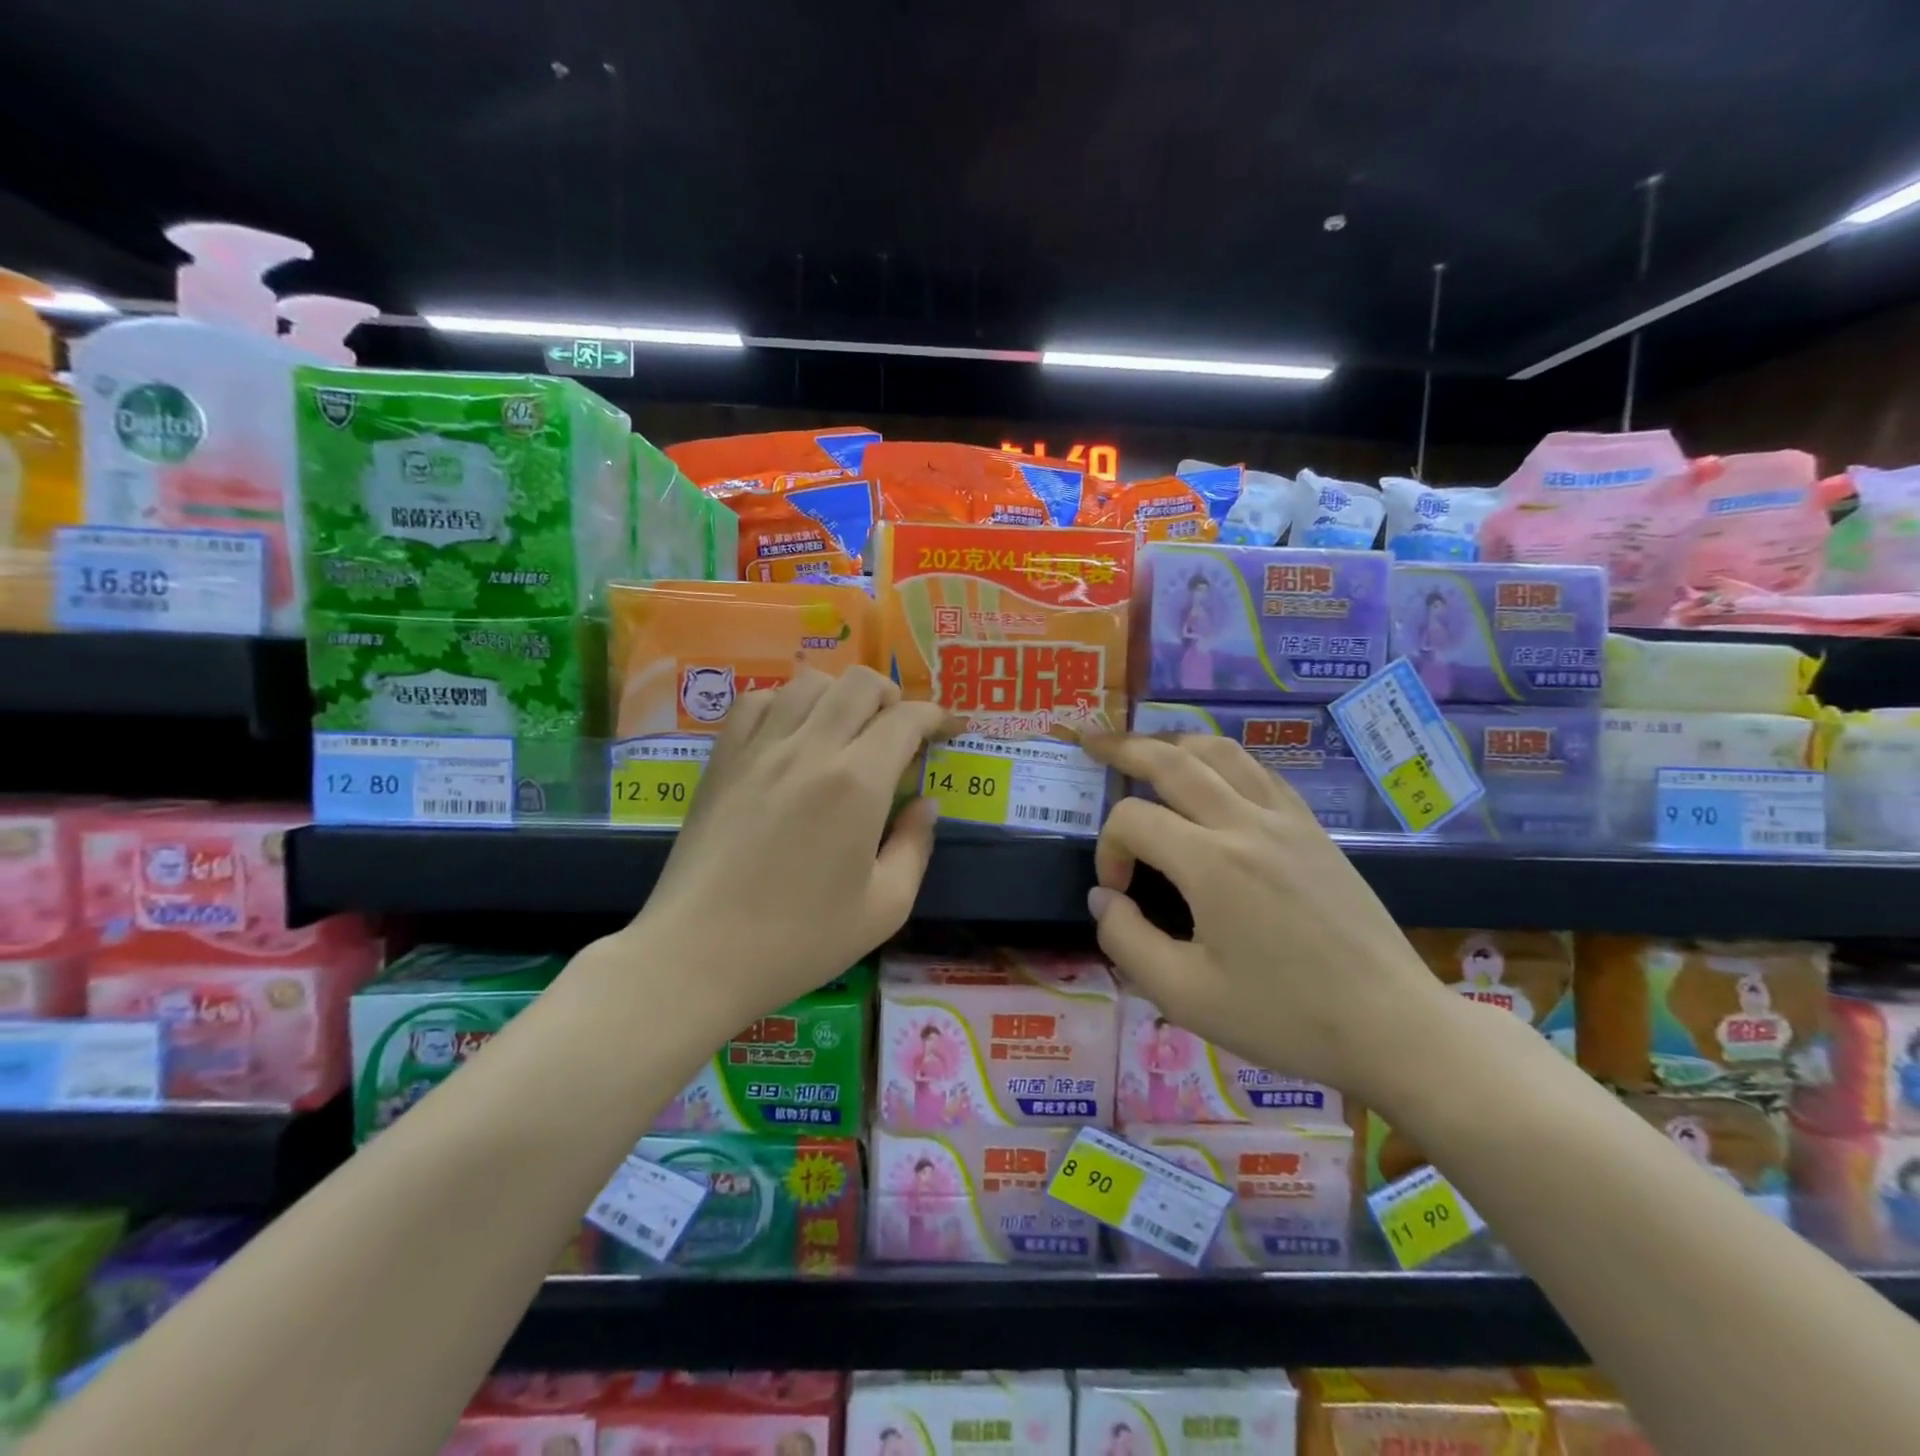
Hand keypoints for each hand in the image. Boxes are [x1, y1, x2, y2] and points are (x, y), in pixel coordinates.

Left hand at [626, 666, 946, 1025]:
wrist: (698, 954)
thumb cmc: (800, 940)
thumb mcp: (885, 908)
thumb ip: (915, 846)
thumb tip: (926, 804)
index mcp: (858, 783)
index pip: (906, 719)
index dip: (936, 715)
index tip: (949, 728)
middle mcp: (810, 749)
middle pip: (859, 683)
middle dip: (892, 695)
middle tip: (899, 729)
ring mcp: (760, 748)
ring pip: (808, 682)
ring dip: (840, 694)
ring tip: (847, 727)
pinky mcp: (722, 759)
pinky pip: (756, 701)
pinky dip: (785, 701)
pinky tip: (791, 732)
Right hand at [1079, 732, 1453, 1099]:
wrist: (1392, 1026)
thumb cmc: (1285, 1017)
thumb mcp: (1185, 995)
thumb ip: (1126, 940)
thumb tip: (1104, 897)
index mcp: (1211, 863)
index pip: (1133, 821)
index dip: (1108, 850)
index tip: (1117, 892)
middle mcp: (1246, 823)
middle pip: (1172, 760)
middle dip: (1123, 748)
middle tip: (1090, 741)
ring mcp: (1286, 819)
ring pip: (1220, 751)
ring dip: (1174, 741)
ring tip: (1145, 745)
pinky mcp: (1313, 828)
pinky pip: (1259, 771)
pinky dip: (1222, 758)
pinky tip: (1212, 773)